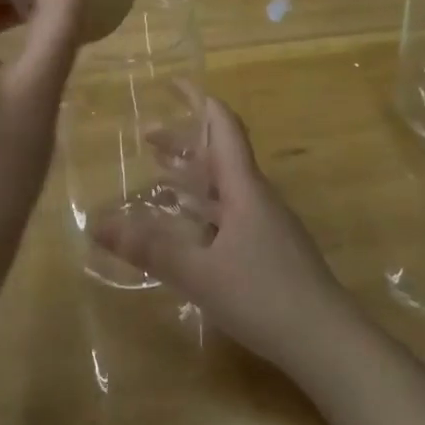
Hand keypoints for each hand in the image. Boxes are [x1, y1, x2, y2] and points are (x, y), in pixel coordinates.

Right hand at [91, 96, 354, 369]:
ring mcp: (267, 224)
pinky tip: (187, 227)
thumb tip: (95, 224)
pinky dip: (204, 205)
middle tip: (147, 137)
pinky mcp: (271, 249)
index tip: (174, 83)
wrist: (328, 341)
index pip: (224, 128)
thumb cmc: (264, 296)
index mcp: (244, 188)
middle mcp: (257, 197)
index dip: (200, 100)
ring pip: (226, 185)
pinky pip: (231, 211)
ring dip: (194, 174)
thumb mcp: (199, 273)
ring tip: (160, 173)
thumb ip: (149, 248)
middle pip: (221, 154)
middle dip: (185, 141)